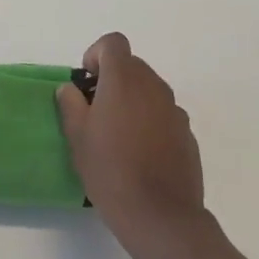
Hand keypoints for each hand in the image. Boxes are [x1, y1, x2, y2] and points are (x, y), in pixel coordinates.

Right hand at [57, 32, 208, 258]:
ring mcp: (175, 111)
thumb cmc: (110, 170)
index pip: (114, 43)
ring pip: (149, 90)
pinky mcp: (187, 134)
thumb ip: (71, 104)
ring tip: (117, 135)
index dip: (97, 54)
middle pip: (132, 65)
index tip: (87, 82)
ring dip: (132, 100)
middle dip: (112, 78)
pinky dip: (150, 121)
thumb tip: (70, 89)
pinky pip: (163, 114)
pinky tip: (140, 154)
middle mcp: (154, 87)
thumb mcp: (77, 137)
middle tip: (96, 110)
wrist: (160, 215)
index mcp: (124, 81)